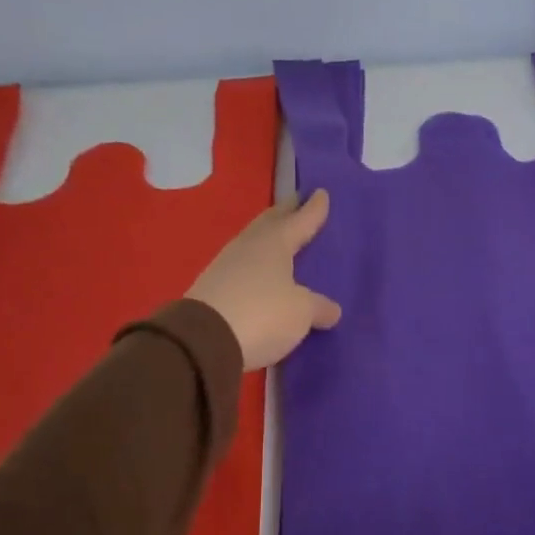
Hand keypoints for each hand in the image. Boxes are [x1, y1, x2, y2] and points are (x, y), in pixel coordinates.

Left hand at [188, 190, 341, 370]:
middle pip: (270, 224)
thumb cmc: (262, 314)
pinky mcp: (213, 289)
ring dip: (268, 238)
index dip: (313, 209)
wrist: (203, 341)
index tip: (321, 192)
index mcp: (274, 244)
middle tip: (296, 203)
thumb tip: (331, 309)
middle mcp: (249, 247)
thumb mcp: (301, 313)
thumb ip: (319, 307)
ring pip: (254, 244)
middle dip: (285, 213)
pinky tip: (261, 273)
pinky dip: (256, 266)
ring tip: (281, 238)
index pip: (300, 220)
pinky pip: (243, 268)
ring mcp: (226, 266)